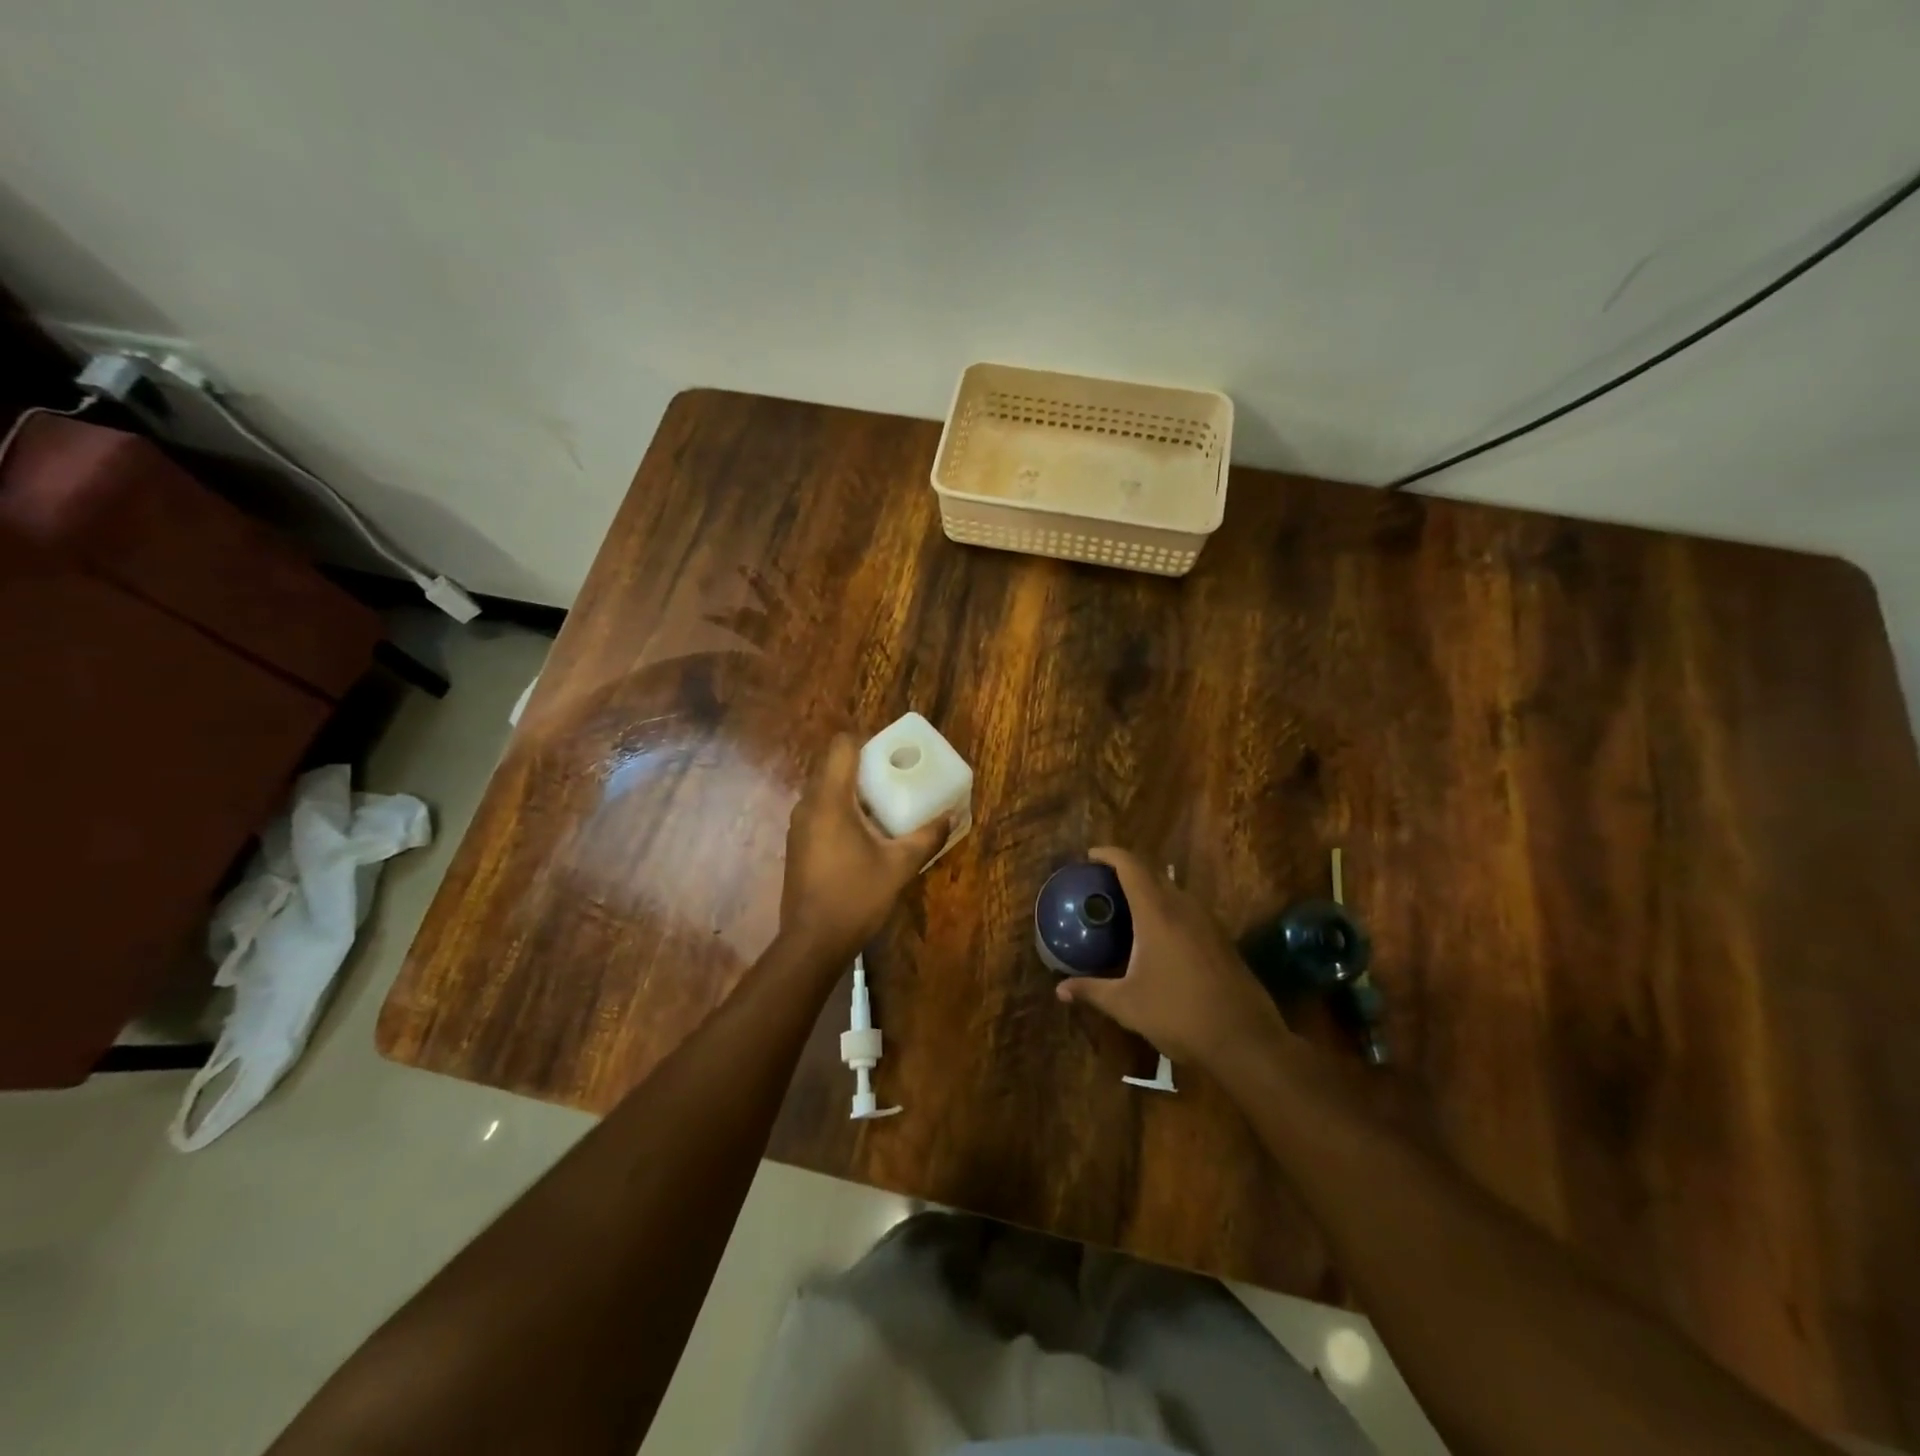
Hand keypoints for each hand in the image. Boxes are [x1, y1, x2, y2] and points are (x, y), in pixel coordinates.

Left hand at [779, 734, 948, 965]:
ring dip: (853, 791)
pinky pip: (820, 812)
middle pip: (833, 766)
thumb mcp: (899, 866)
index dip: (866, 741)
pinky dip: (841, 811)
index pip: (841, 746)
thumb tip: (950, 817)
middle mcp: (809, 805)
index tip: (890, 753)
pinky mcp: (797, 845)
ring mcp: (799, 826)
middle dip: (864, 767)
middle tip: (895, 778)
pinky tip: (864, 834)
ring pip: (825, 791)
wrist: (812, 942)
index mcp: (830, 800)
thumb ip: (926, 837)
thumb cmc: (855, 896)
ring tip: (884, 806)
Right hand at [1055, 847, 1290, 1068]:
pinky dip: (1167, 910)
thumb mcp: (1127, 1005)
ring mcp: (1208, 922)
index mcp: (1158, 913)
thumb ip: (1092, 991)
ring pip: (1174, 892)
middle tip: (1102, 884)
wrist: (1245, 1040)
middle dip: (1127, 871)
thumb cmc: (1179, 1014)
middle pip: (1153, 874)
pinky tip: (1157, 936)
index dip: (1110, 854)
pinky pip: (1188, 910)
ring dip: (1150, 890)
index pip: (1131, 867)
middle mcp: (1184, 908)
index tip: (1090, 855)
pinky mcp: (1221, 939)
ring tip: (1126, 907)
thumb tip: (1060, 990)